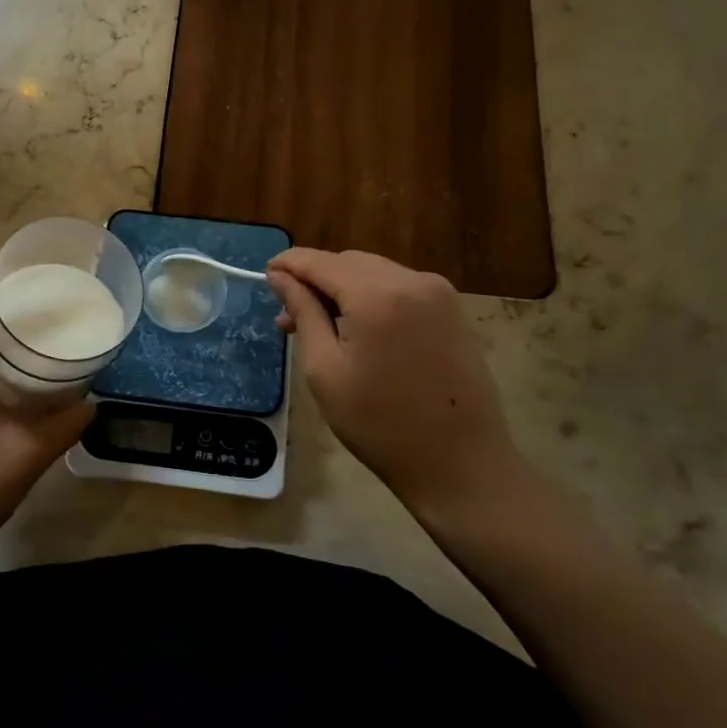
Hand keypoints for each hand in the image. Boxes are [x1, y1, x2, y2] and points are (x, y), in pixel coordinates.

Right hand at [266, 248, 532, 521]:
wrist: (461, 465)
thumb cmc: (380, 424)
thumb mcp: (325, 369)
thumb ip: (303, 312)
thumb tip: (280, 276)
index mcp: (377, 295)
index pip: (320, 261)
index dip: (289, 264)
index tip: (265, 274)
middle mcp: (412, 280)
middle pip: (349, 262)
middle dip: (316, 280)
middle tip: (288, 316)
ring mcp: (438, 293)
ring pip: (374, 273)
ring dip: (344, 289)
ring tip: (321, 326)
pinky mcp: (452, 310)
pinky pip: (400, 288)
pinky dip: (372, 298)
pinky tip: (359, 329)